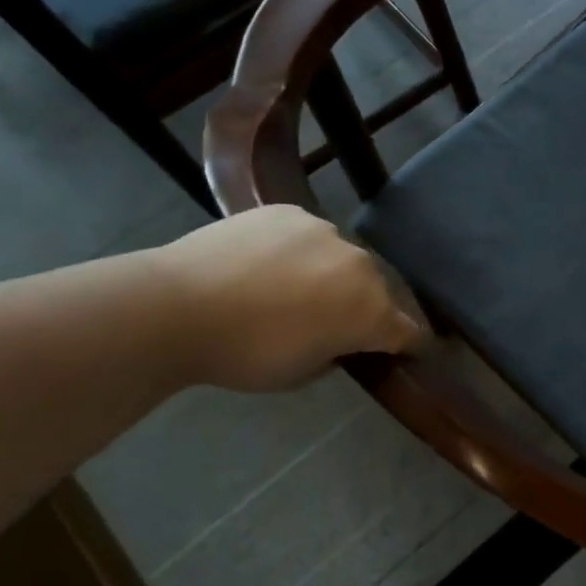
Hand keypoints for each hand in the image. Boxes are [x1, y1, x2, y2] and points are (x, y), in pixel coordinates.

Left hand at [152, 206, 425, 390]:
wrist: (175, 307)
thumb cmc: (244, 354)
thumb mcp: (302, 373)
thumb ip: (336, 352)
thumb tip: (339, 339)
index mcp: (372, 312)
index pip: (409, 331)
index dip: (409, 344)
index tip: (403, 351)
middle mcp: (361, 266)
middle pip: (380, 290)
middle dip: (368, 307)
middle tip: (338, 322)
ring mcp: (327, 232)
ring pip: (344, 258)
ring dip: (334, 275)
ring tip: (298, 289)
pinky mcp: (291, 212)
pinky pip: (309, 235)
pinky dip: (300, 251)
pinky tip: (270, 264)